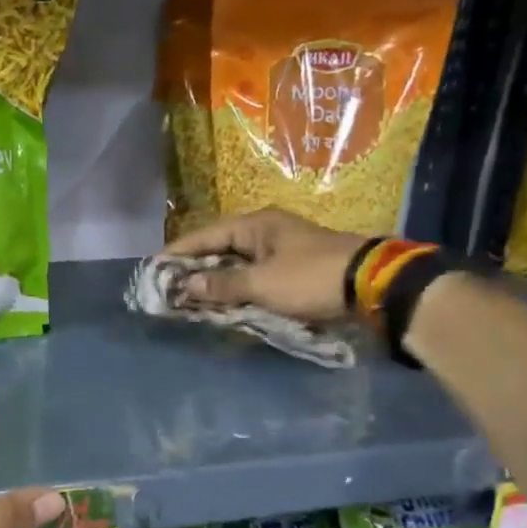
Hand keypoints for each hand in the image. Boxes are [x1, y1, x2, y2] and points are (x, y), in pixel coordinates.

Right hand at [166, 210, 368, 321]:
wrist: (373, 285)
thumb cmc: (311, 278)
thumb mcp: (262, 283)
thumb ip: (222, 284)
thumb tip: (185, 284)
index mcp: (256, 225)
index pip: (204, 236)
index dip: (178, 252)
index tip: (153, 267)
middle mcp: (266, 231)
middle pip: (219, 248)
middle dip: (194, 268)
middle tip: (168, 287)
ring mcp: (281, 249)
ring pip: (236, 264)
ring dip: (215, 281)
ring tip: (190, 297)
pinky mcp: (293, 268)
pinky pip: (253, 276)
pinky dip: (236, 288)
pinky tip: (224, 302)